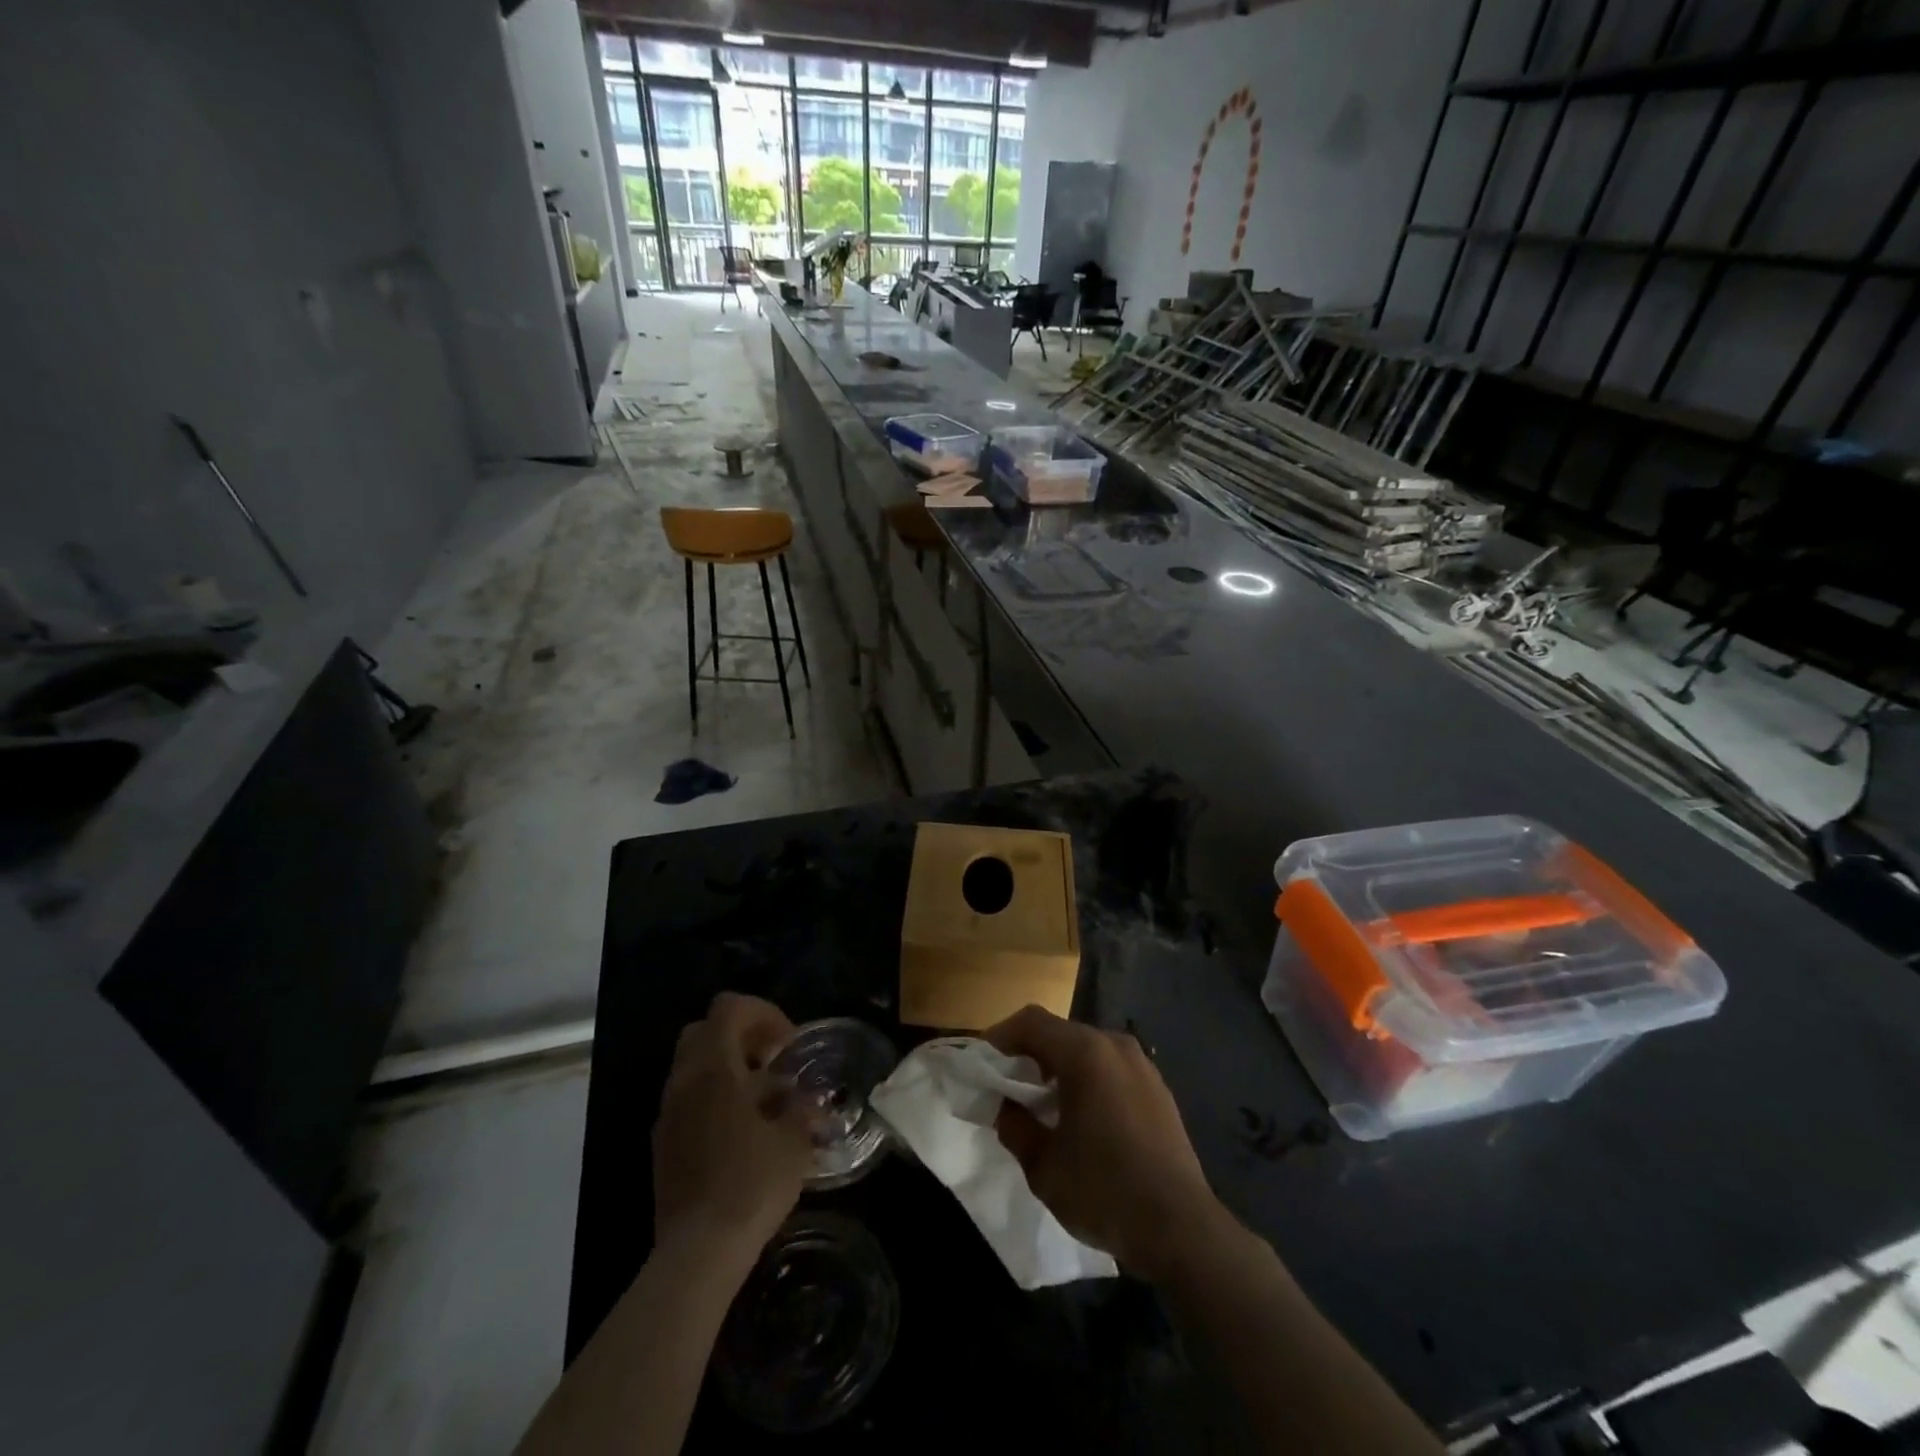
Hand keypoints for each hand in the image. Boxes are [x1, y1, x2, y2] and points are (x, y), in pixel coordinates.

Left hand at [652, 993, 814, 1271]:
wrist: (698, 1254)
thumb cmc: (751, 1184)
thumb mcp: (794, 1141)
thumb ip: (801, 1108)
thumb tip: (806, 1099)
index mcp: (713, 1067)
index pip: (729, 1007)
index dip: (763, 1013)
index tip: (788, 1045)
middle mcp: (683, 1081)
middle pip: (704, 1031)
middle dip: (740, 1036)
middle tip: (772, 1063)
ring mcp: (667, 1114)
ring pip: (693, 1067)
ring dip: (727, 1069)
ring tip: (764, 1102)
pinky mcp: (662, 1145)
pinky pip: (687, 1101)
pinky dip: (713, 1099)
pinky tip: (742, 1133)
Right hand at [986, 1005, 1225, 1282]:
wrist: (1181, 1228)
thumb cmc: (1104, 1190)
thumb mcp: (1043, 1167)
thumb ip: (1015, 1128)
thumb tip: (1008, 1108)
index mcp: (1085, 1053)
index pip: (1032, 1022)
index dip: (1001, 1037)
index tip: (984, 1065)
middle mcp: (1115, 1045)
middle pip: (1060, 1032)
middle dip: (1030, 1053)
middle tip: (1010, 1087)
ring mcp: (1142, 1065)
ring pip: (1088, 1049)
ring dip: (1060, 1066)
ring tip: (1044, 1104)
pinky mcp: (1158, 1088)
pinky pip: (1111, 1068)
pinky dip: (1089, 1079)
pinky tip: (1084, 1118)